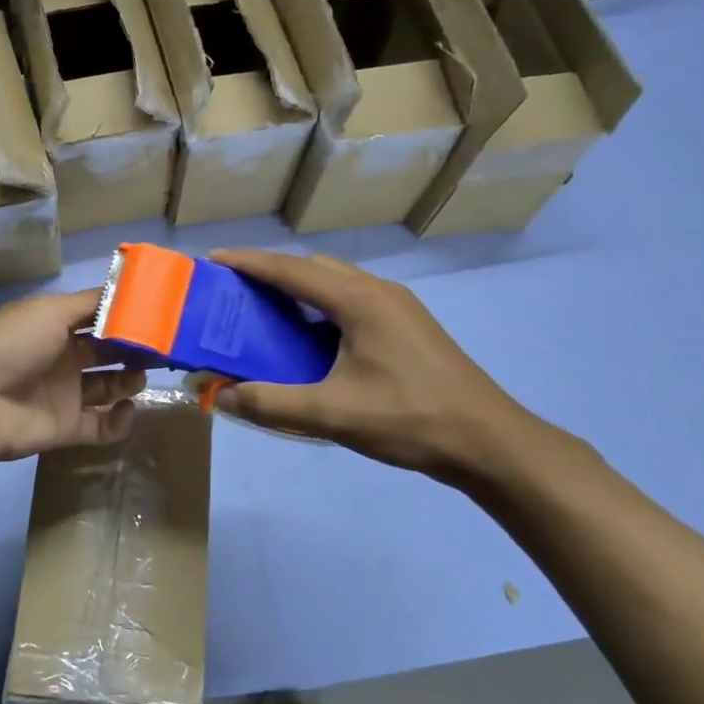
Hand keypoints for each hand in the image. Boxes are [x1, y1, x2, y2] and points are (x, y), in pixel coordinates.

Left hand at [0, 289, 144, 468]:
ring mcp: (67, 393)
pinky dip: (120, 420)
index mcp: (56, 325)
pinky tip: (125, 408)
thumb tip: (127, 291)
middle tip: (163, 349)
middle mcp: (64, 356)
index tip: (160, 314)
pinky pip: (103, 425)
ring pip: (110, 386)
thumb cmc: (12, 345)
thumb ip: (90, 303)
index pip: (99, 317)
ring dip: (130, 381)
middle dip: (135, 349)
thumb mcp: (49, 311)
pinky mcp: (69, 427)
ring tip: (139, 376)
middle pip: (109, 352)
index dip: (126, 316)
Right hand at [209, 250, 544, 485]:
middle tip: (234, 293)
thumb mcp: (333, 414)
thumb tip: (219, 396)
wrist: (490, 443)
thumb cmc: (411, 419)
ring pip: (335, 284)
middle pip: (313, 269)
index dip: (249, 263)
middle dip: (270, 274)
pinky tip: (308, 341)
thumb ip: (271, 403)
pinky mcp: (407, 327)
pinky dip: (319, 309)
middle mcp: (378, 292)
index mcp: (359, 300)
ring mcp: (398, 308)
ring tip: (265, 314)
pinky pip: (350, 302)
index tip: (212, 260)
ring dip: (297, 291)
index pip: (291, 270)